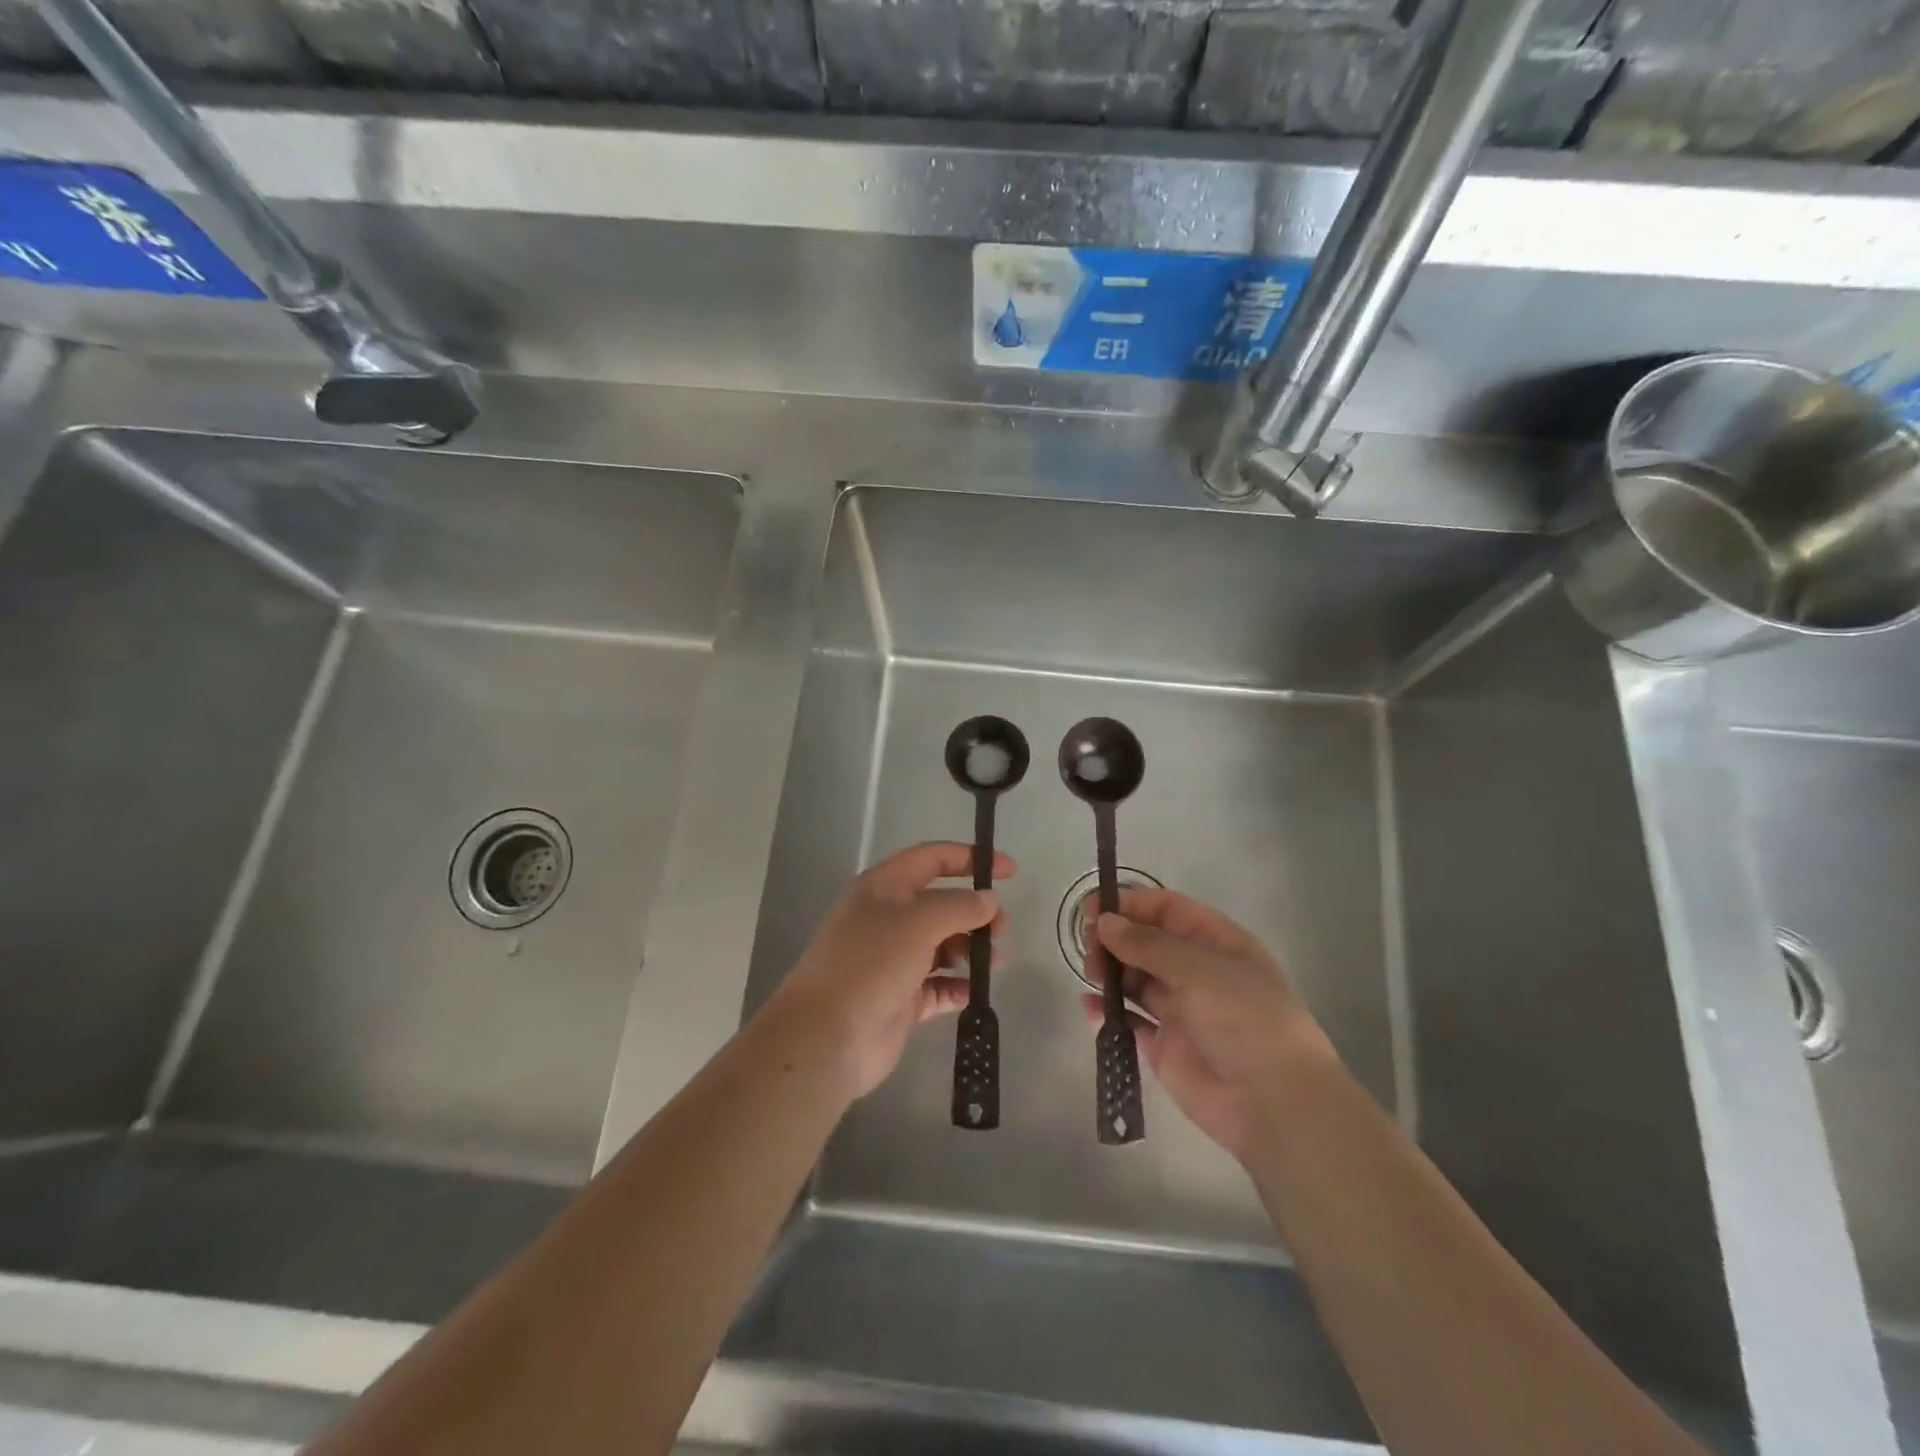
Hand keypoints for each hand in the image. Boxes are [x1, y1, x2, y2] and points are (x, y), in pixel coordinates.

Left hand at [765, 842, 1012, 1100]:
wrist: (827, 1035)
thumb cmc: (871, 962)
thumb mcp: (919, 922)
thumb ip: (959, 906)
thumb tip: (988, 901)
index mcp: (883, 888)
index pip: (930, 859)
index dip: (969, 859)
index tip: (1008, 871)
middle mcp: (886, 919)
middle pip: (940, 905)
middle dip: (974, 912)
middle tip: (1001, 929)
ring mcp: (892, 961)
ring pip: (941, 946)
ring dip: (969, 950)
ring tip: (994, 962)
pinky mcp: (900, 999)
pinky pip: (937, 986)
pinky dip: (957, 987)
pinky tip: (974, 992)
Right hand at [1083, 888, 1337, 1161]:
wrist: (1273, 1102)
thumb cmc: (1244, 1018)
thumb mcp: (1198, 968)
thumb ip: (1147, 944)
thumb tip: (1104, 922)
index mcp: (1215, 942)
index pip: (1166, 909)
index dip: (1130, 904)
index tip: (1093, 909)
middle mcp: (1196, 971)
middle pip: (1146, 942)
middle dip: (1115, 938)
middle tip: (1089, 946)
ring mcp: (1180, 1009)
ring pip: (1135, 979)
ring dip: (1110, 970)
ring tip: (1090, 972)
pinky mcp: (1164, 1046)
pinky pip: (1129, 1021)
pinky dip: (1108, 1012)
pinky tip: (1090, 1006)